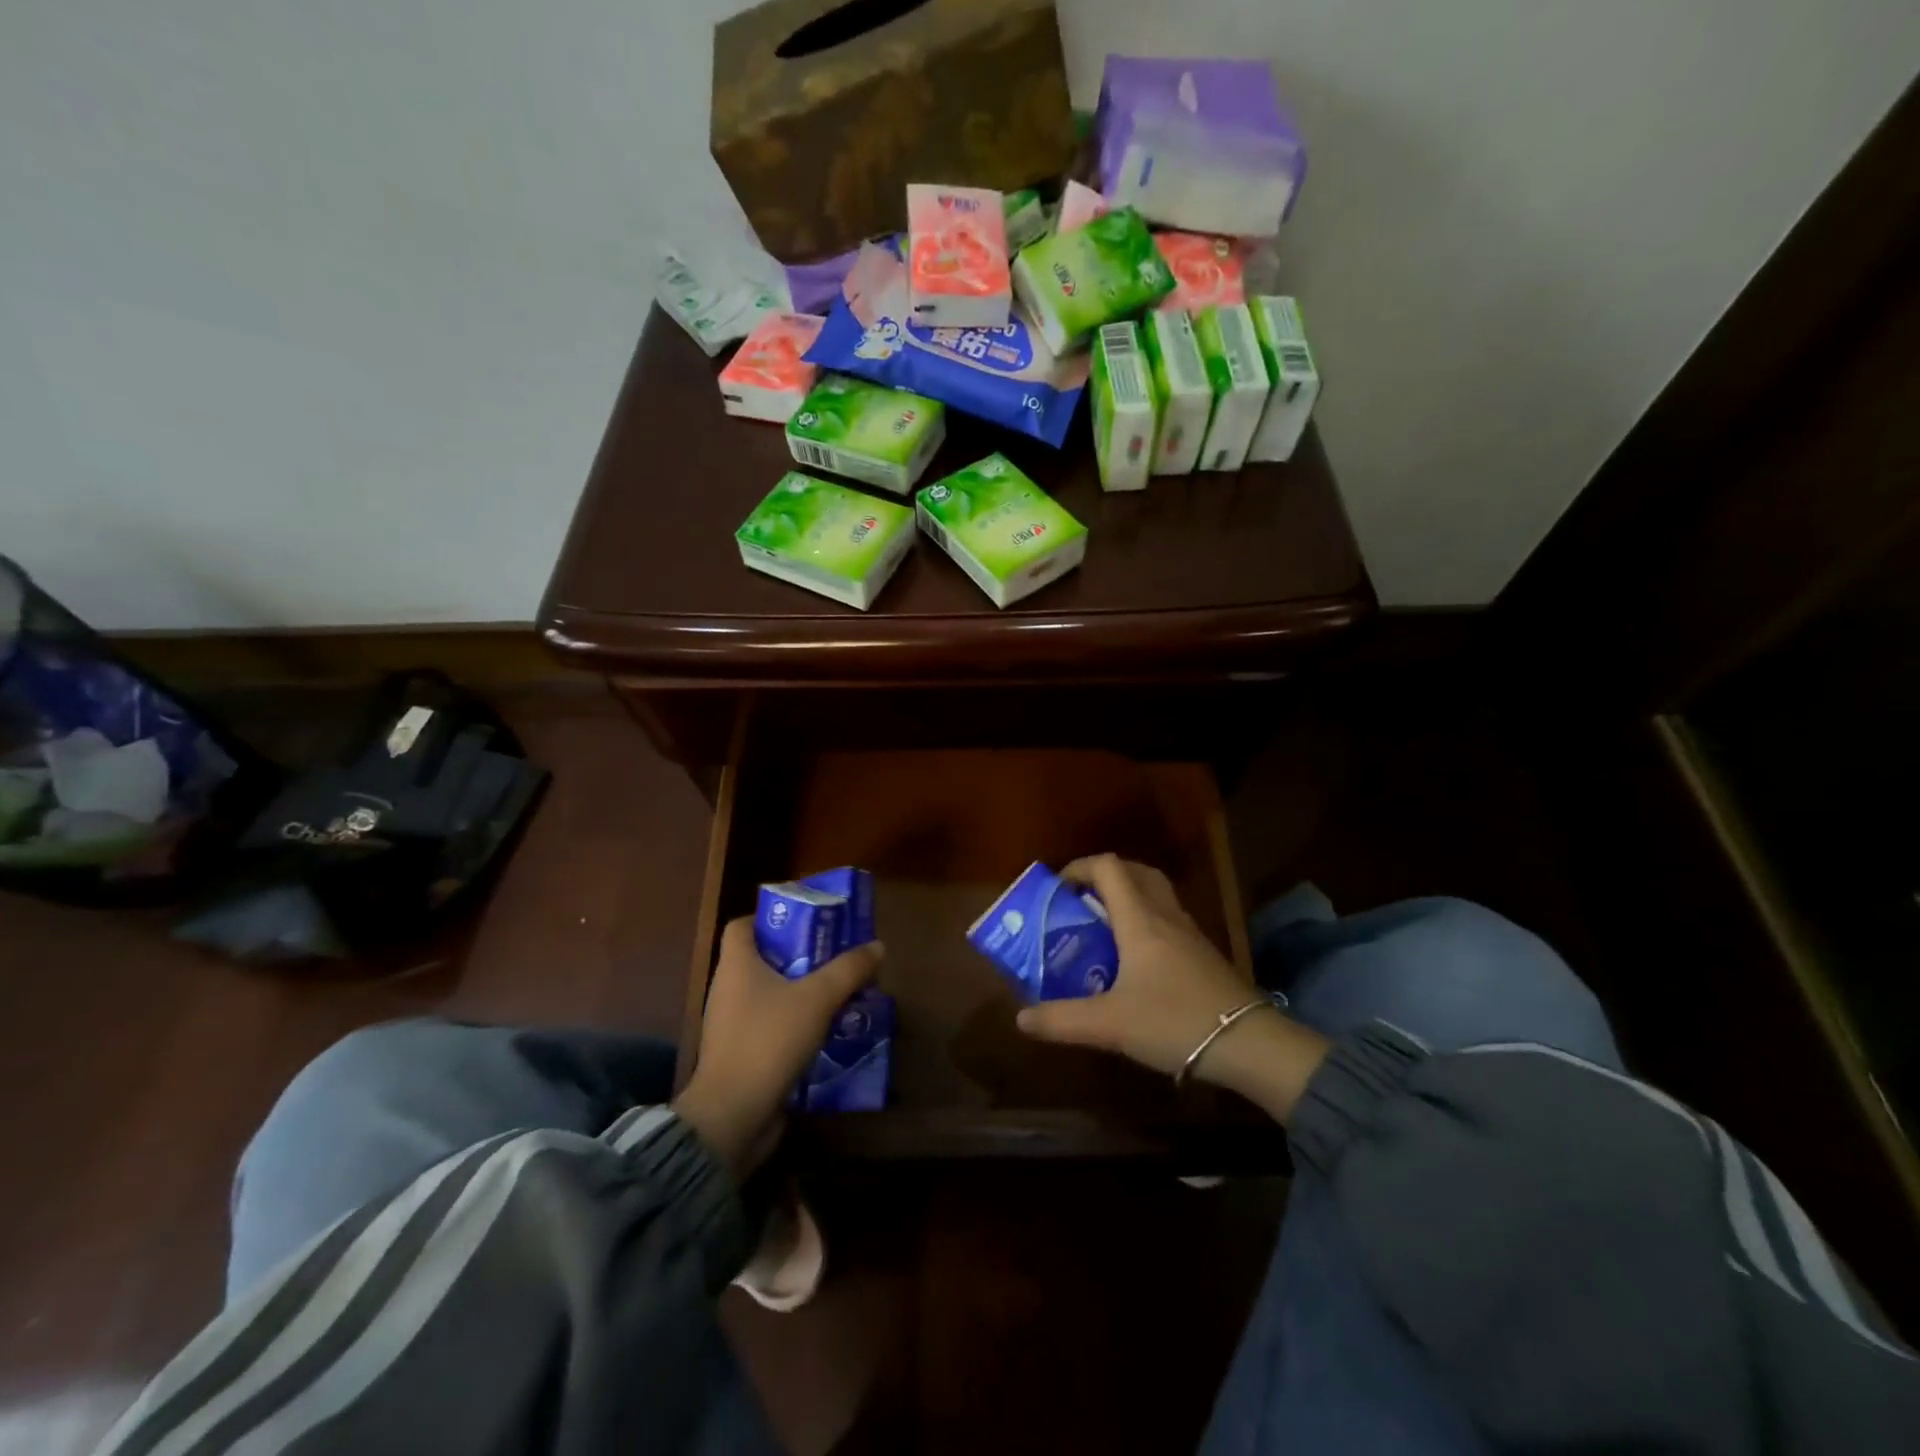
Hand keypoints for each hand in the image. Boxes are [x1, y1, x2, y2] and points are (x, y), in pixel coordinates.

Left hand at [674, 917, 882, 1174]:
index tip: (807, 921)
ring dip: (803, 992)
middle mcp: (728, 989)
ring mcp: (732, 1025)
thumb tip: (877, 945)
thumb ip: (848, 970)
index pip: (742, 925)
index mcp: (736, 965)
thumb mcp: (817, 999)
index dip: (771, 918)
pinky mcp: (741, 1056)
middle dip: (801, 956)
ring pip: (771, 995)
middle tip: (837, 955)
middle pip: (763, 959)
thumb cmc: (769, 1041)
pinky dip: (797, 1024)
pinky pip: (771, 1028)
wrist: (733, 1116)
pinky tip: (828, 1030)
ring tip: (841, 992)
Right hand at [1015, 855, 1329, 1123]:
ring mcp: (1189, 932)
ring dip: (1128, 895)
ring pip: (1156, 893)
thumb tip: (1021, 1019)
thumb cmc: (1174, 1022)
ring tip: (1103, 926)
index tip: (1058, 889)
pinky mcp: (1203, 953)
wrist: (1248, 1044)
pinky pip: (1168, 918)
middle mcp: (1165, 915)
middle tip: (1080, 900)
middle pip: (1136, 871)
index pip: (1109, 867)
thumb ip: (1061, 1020)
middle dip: (1104, 876)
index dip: (1080, 867)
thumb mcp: (1109, 1025)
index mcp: (1140, 920)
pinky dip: (1146, 919)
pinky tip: (1136, 958)